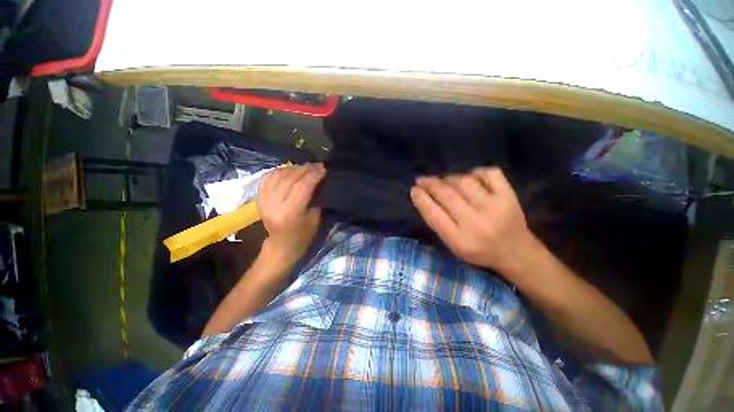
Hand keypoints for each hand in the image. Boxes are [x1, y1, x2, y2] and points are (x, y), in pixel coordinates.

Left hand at [257, 163, 325, 265]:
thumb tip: (317, 180)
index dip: (313, 175)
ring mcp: (263, 201)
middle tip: (316, 165)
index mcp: (290, 213)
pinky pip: (267, 178)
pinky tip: (288, 170)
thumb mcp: (315, 219)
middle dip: (305, 169)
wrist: (281, 245)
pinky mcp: (259, 199)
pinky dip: (278, 171)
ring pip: (277, 176)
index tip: (323, 168)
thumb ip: (315, 198)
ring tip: (304, 167)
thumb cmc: (303, 235)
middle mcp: (274, 205)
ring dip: (293, 168)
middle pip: (289, 179)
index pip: (302, 187)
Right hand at [410, 167, 532, 272]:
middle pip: (447, 195)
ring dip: (449, 178)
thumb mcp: (453, 245)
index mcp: (460, 240)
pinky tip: (471, 178)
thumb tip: (423, 196)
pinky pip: (488, 173)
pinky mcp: (509, 195)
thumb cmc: (478, 250)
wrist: (515, 251)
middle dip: (430, 184)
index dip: (421, 199)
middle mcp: (476, 222)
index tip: (414, 189)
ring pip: (464, 181)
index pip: (434, 215)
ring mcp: (495, 207)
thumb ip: (438, 223)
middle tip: (422, 180)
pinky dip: (476, 172)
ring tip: (445, 181)